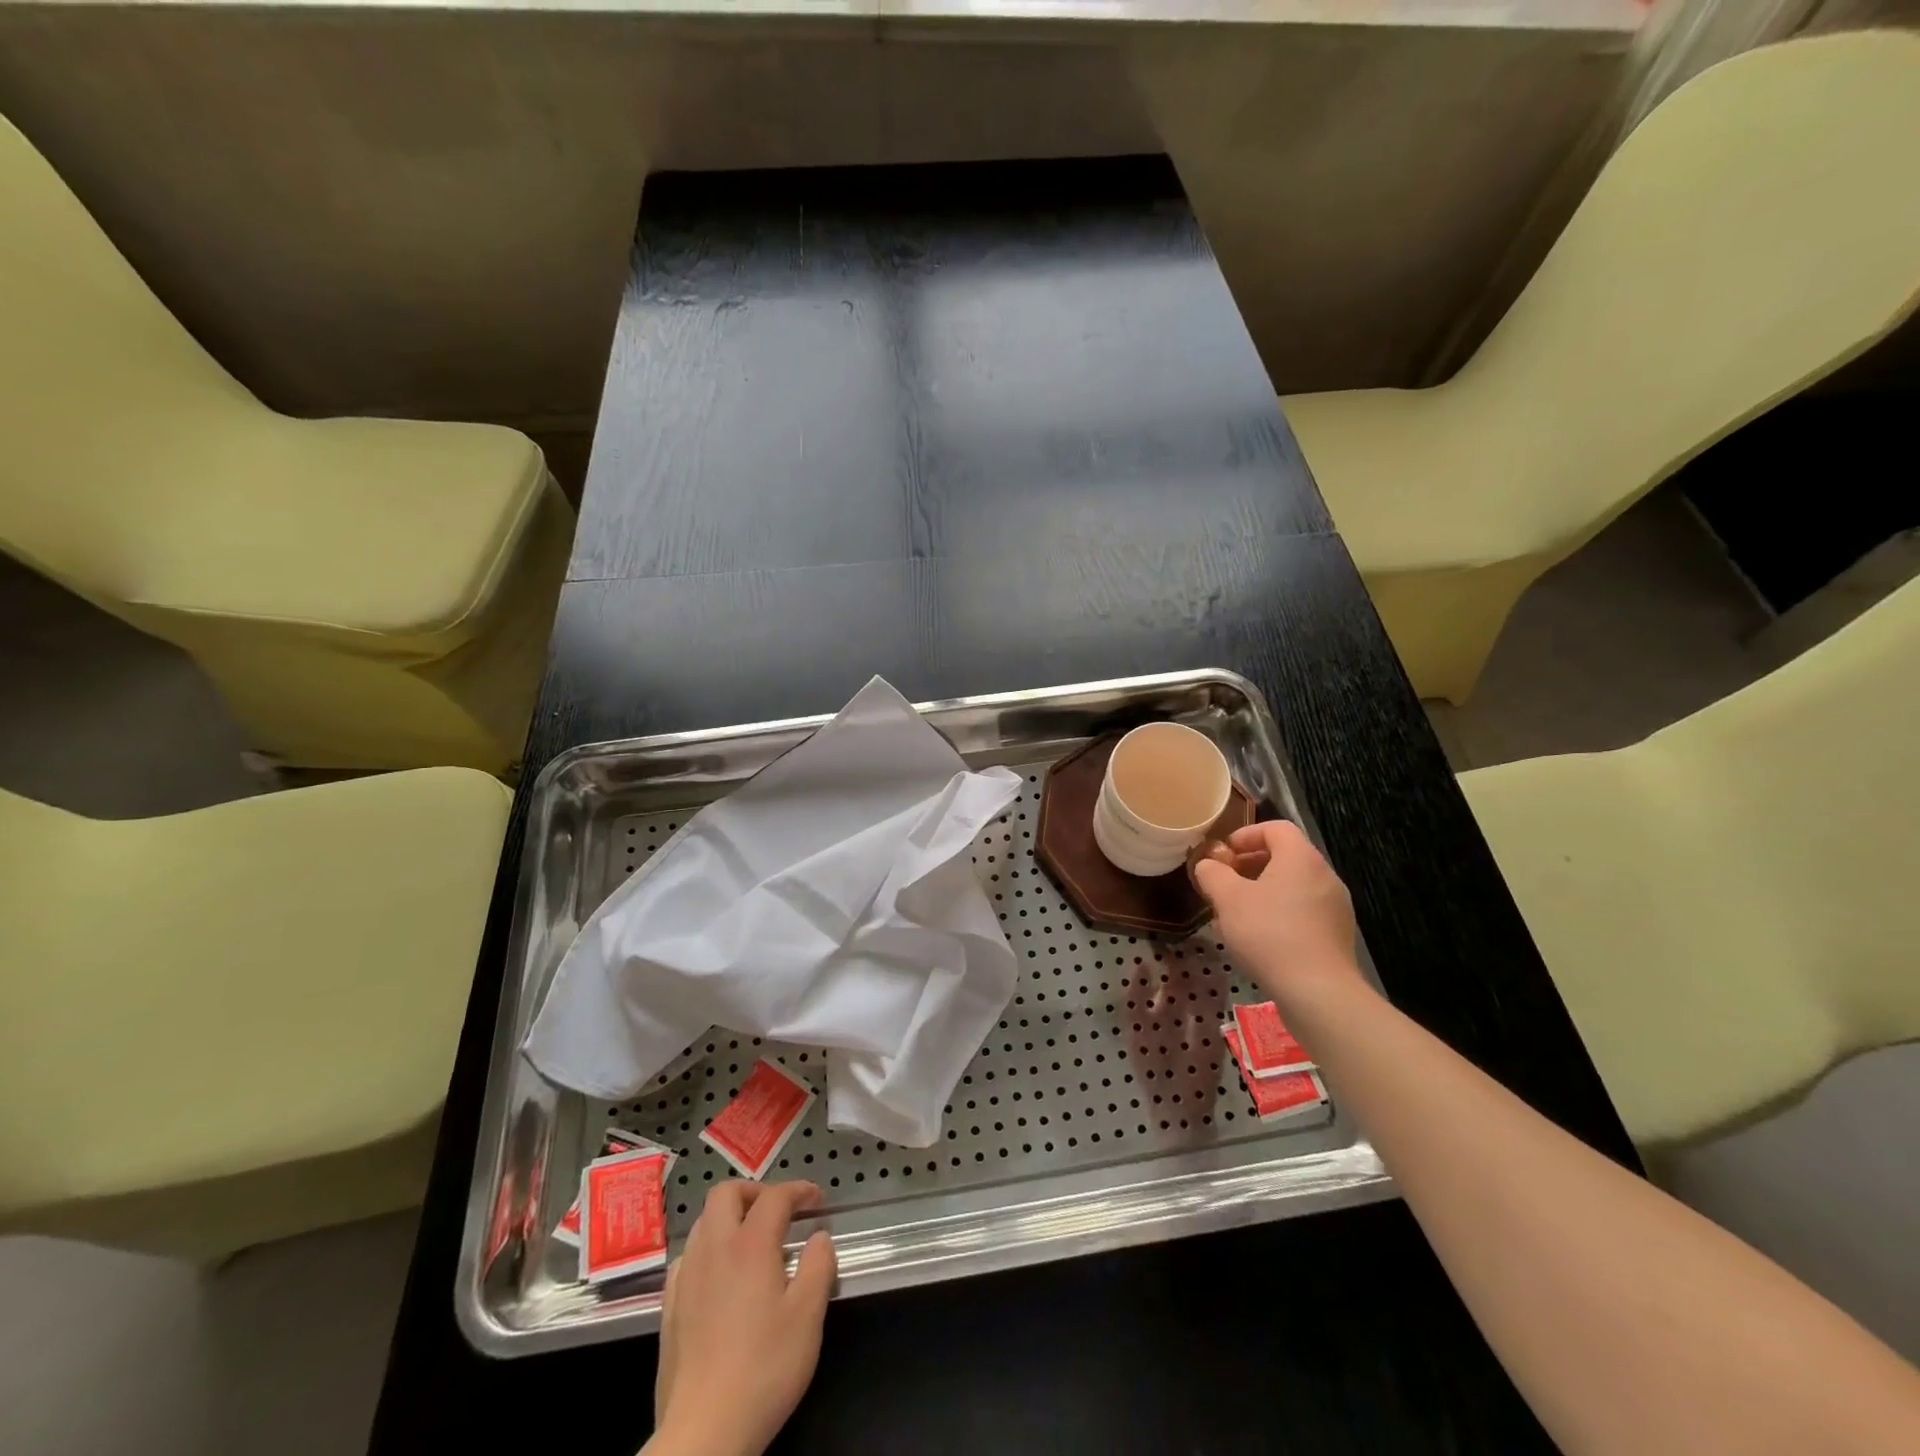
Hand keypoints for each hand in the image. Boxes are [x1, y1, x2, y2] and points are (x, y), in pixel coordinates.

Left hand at [650, 1181, 836, 1455]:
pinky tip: (719, 1276)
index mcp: (750, 1244)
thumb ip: (818, 1267)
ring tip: (752, 1241)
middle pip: (726, 1193)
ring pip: (703, 1222)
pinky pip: (687, 1257)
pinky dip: (707, 1249)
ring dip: (729, 1217)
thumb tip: (819, 1237)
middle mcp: (714, 1249)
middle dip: (755, 1191)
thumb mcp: (808, 1317)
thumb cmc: (764, 1369)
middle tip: (779, 1211)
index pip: (775, 1197)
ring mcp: (686, 1277)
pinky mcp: (669, 1307)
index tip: (817, 1199)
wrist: (704, 1432)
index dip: (799, 1190)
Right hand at [1192, 821, 1364, 1008]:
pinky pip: (1303, 910)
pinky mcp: (1336, 935)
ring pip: (1293, 885)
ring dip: (1262, 891)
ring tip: (1237, 913)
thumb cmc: (1269, 934)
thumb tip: (1208, 865)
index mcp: (1301, 858)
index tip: (1223, 854)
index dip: (1246, 835)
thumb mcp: (1228, 899)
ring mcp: (1335, 907)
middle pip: (1285, 856)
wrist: (1318, 993)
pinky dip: (1279, 913)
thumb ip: (1213, 873)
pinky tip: (1260, 938)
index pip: (1276, 828)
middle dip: (1250, 865)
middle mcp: (1324, 876)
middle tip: (1224, 883)